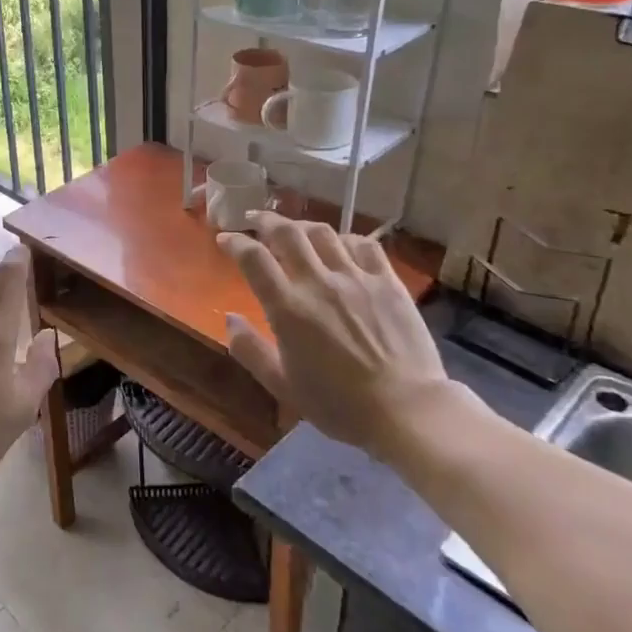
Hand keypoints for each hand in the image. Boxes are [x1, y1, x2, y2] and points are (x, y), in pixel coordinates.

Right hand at [216, 213, 457, 455]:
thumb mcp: (281, 384)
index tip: (225, 239)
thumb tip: (230, 318)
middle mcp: (318, 282)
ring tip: (295, 230)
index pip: (253, 258)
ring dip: (302, 226)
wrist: (406, 411)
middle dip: (265, 221)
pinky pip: (364, 245)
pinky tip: (341, 246)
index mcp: (287, 307)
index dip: (234, 242)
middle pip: (287, 233)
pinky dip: (345, 239)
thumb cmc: (338, 404)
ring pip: (323, 233)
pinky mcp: (388, 282)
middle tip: (255, 220)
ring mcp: (356, 278)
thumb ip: (250, 349)